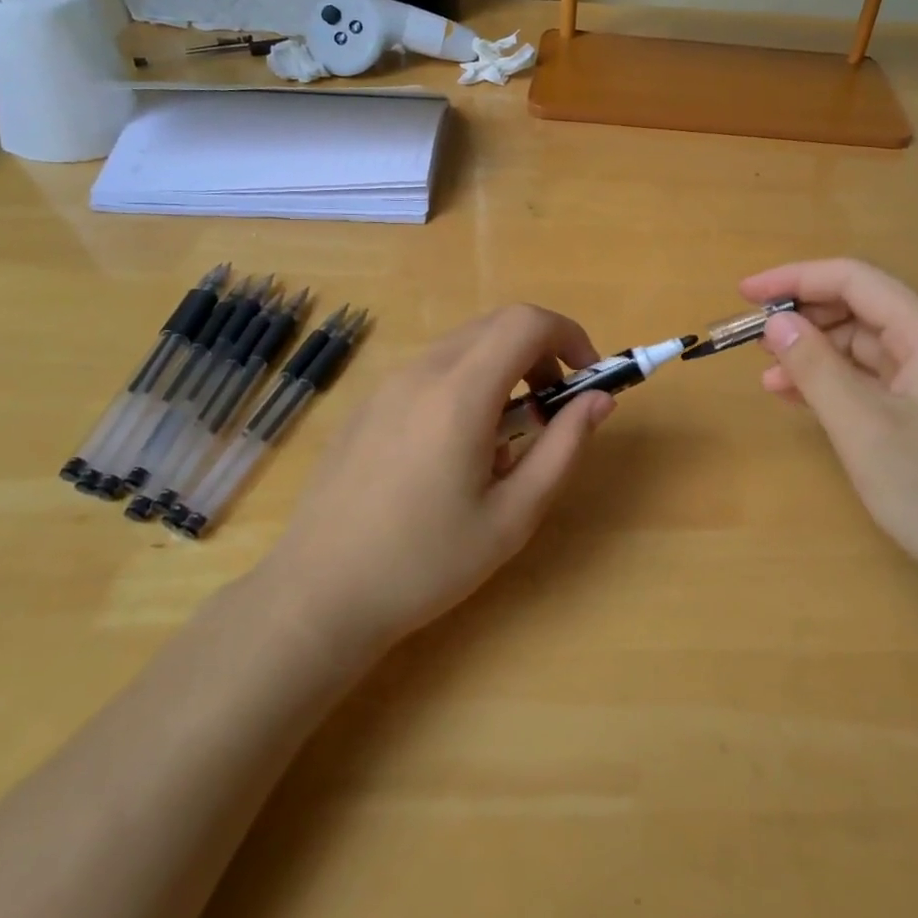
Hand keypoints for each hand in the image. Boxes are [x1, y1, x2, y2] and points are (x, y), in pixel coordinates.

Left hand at [265, 305, 614, 653]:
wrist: (318, 595)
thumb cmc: (425, 563)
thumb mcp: (513, 516)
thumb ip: (563, 448)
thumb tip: (599, 400)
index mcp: (460, 394)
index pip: (526, 323)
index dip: (569, 335)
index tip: (588, 376)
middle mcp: (422, 372)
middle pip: (496, 325)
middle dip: (540, 351)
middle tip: (554, 405)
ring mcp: (387, 384)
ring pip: (464, 346)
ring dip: (503, 368)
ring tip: (506, 437)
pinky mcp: (368, 403)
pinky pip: (432, 370)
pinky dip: (466, 382)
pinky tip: (455, 449)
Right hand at [739, 259, 917, 595]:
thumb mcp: (863, 428)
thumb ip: (815, 367)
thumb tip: (777, 322)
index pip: (855, 280)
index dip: (796, 279)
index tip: (746, 294)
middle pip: (861, 308)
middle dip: (804, 317)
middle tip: (753, 339)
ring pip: (864, 346)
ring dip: (815, 353)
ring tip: (768, 374)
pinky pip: (874, 380)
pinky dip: (835, 383)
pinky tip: (800, 398)